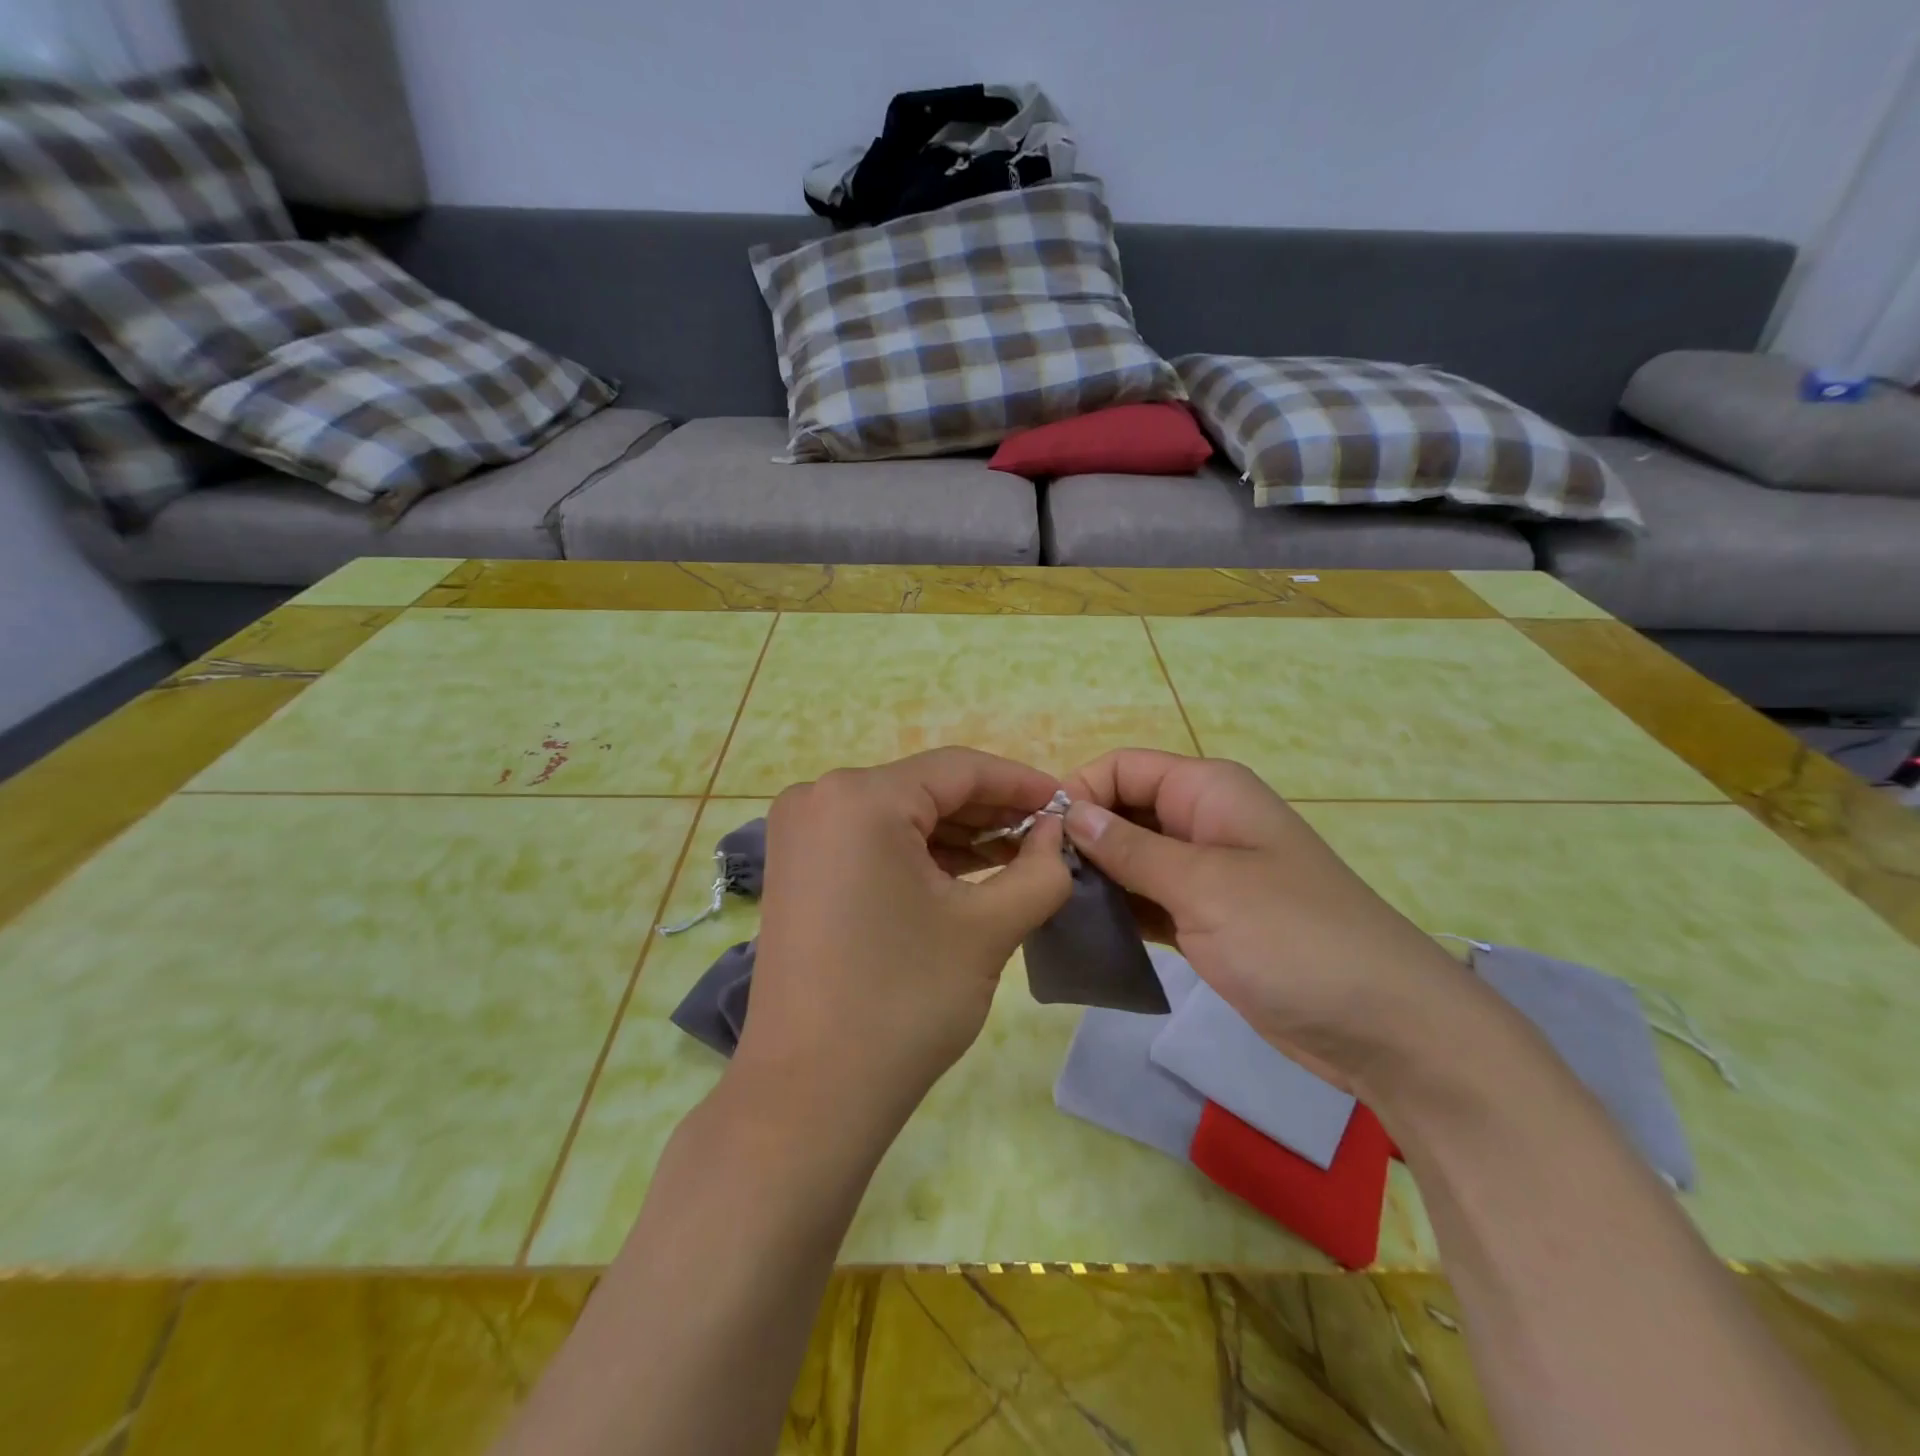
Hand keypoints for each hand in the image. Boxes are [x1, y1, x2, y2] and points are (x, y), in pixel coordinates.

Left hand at [735, 748, 1072, 1127]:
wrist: (809, 1094)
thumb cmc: (903, 1001)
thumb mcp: (988, 928)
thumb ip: (1040, 869)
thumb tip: (1057, 833)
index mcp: (861, 797)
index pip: (959, 769)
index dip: (1021, 783)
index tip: (1067, 804)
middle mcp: (819, 798)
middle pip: (926, 789)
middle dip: (991, 813)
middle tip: (1046, 838)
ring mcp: (800, 834)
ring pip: (899, 816)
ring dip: (957, 836)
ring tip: (1016, 859)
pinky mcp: (796, 868)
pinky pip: (871, 842)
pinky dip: (918, 855)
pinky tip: (964, 875)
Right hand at [1062, 749, 1471, 1083]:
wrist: (1384, 1027)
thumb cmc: (1294, 938)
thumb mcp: (1204, 885)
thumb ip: (1131, 847)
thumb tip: (1069, 811)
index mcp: (1208, 791)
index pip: (1123, 768)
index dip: (1079, 792)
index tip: (1040, 839)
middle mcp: (1203, 822)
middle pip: (1124, 810)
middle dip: (1082, 837)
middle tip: (1038, 882)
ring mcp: (1206, 874)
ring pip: (1132, 858)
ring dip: (1095, 876)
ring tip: (1050, 908)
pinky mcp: (1206, 920)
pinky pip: (1148, 900)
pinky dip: (1119, 909)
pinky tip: (1084, 930)